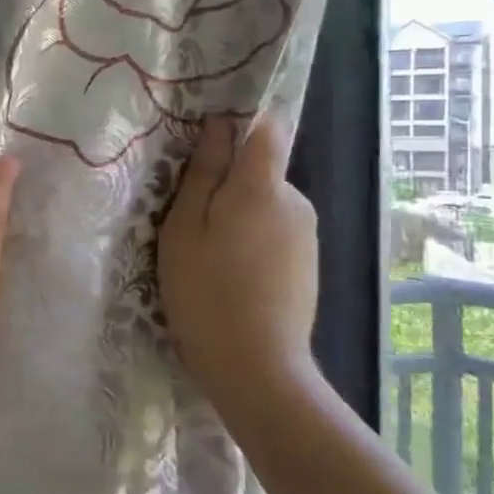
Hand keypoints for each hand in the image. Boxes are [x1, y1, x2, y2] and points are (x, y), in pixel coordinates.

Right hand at [158, 114, 319, 404]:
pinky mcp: (309, 263)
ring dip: (238, 215)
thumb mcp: (185, 228)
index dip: (240, 124)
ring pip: (266, 203)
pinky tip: (232, 276)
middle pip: (261, 170)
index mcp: (264, 186)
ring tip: (207, 255)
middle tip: (189, 220)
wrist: (257, 369)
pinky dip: (253, 240)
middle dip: (228, 183)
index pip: (268, 127)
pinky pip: (275, 231)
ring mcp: (307, 234)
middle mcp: (296, 200)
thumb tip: (219, 125)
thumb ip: (204, 172)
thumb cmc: (207, 292)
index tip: (207, 145)